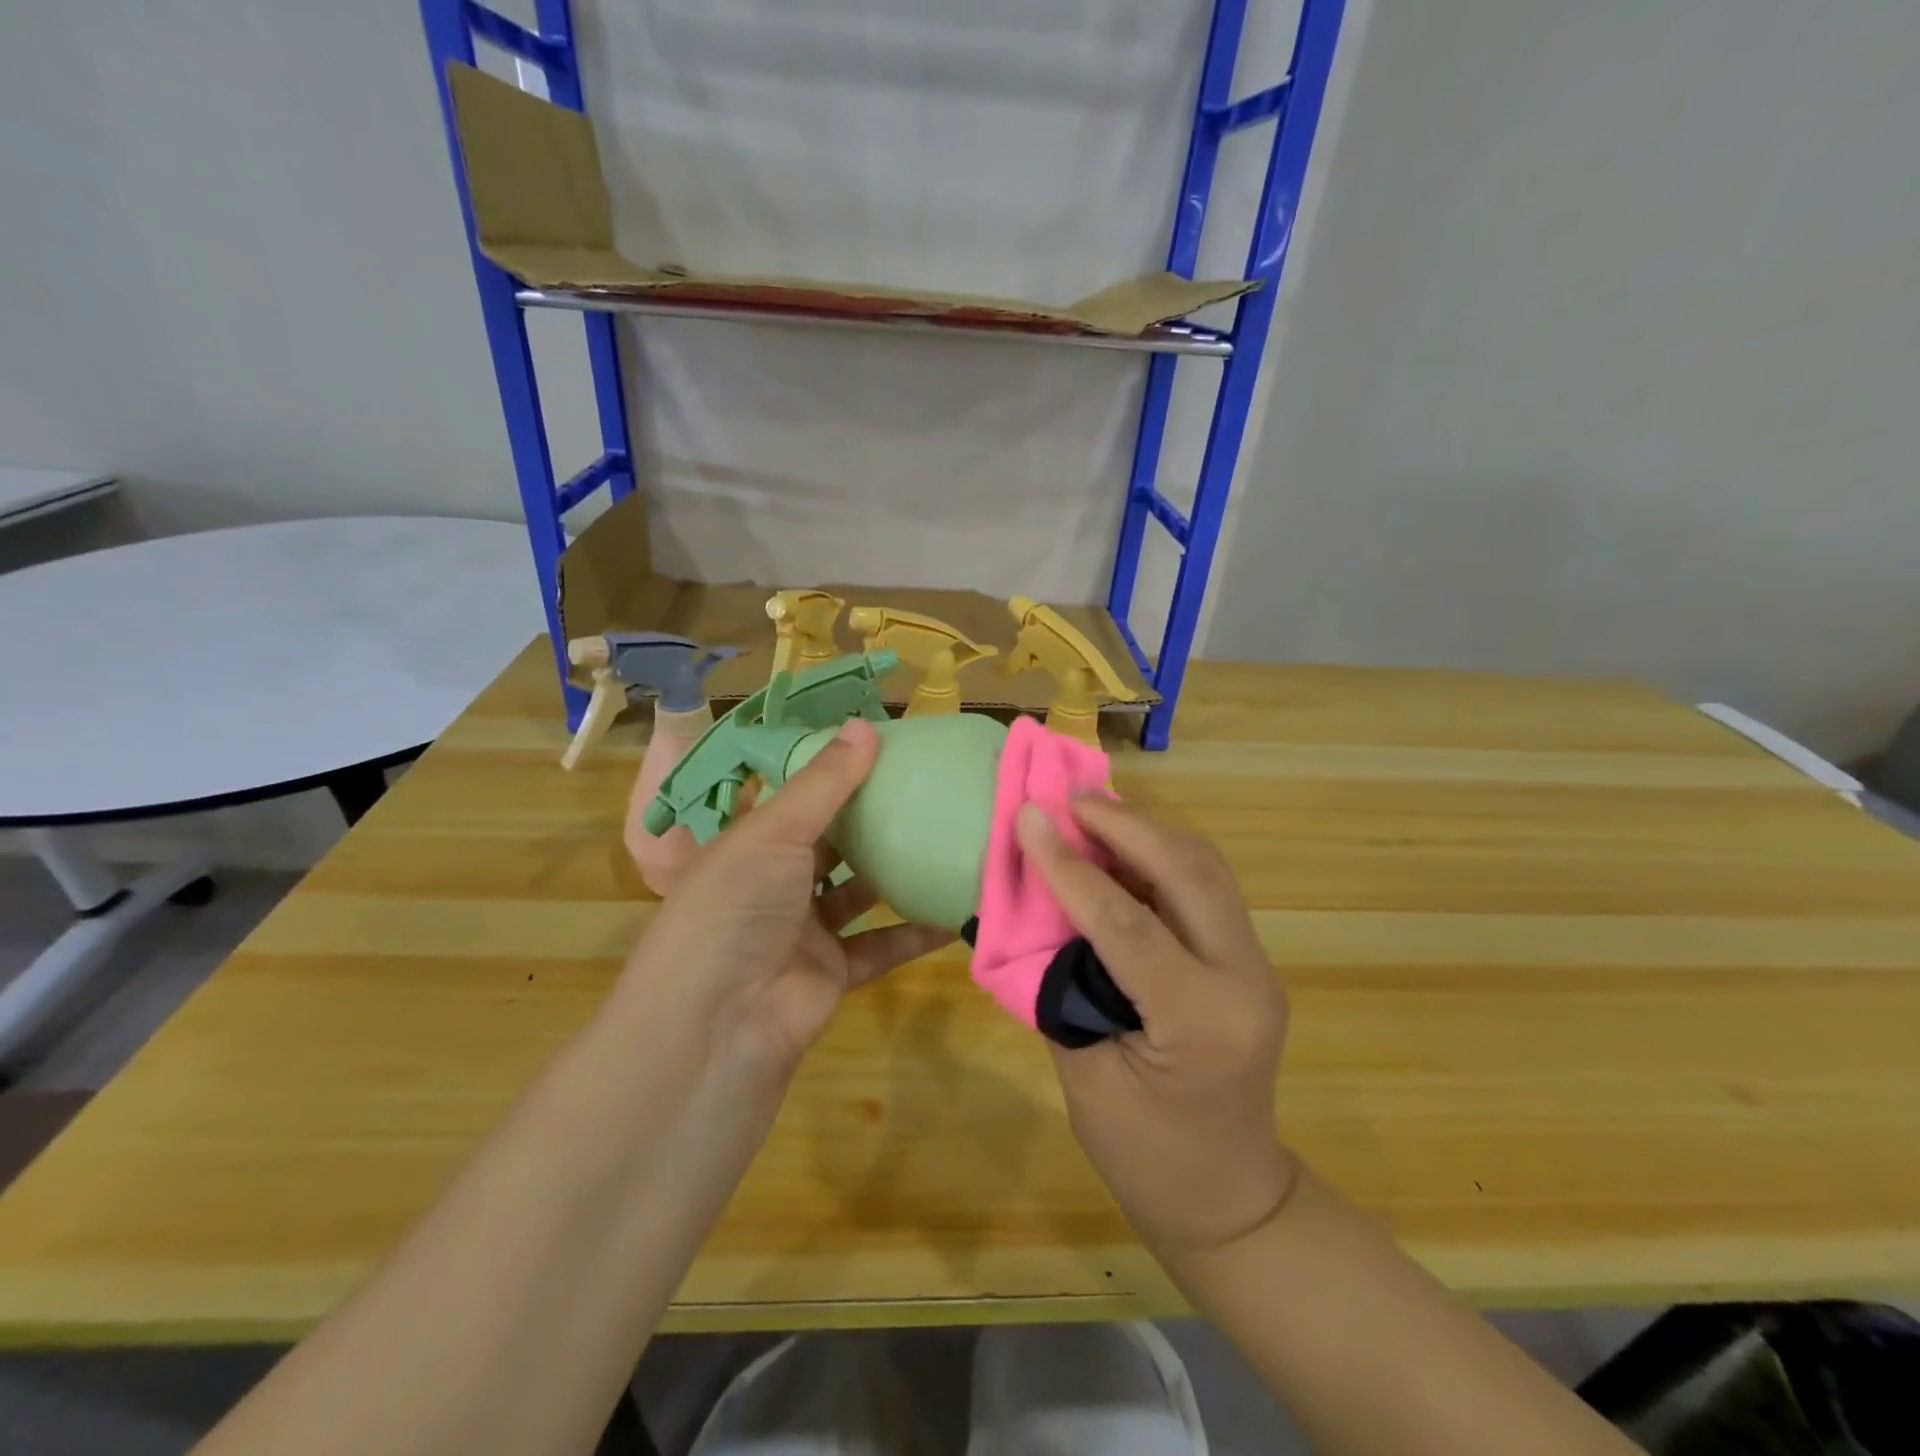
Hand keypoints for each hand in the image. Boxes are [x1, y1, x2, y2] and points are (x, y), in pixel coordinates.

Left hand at [610, 719, 952, 1076]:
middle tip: (928, 786)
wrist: (719, 1025)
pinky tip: (957, 908)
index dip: (833, 771)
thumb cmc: (735, 907)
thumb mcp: (774, 833)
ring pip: (860, 892)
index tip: (883, 746)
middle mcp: (776, 882)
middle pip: (832, 843)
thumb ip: (824, 783)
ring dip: (897, 871)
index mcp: (750, 843)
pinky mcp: (834, 971)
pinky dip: (916, 930)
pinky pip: (882, 944)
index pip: (794, 797)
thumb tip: (867, 725)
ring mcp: (805, 929)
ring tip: (948, 836)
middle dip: (873, 819)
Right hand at [1016, 797, 1296, 1254]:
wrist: (1229, 1197)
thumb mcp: (1085, 1078)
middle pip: (1188, 871)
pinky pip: (1206, 885)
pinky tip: (1122, 846)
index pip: (1127, 923)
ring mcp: (1256, 964)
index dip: (1069, 866)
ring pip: (1206, 866)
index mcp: (1200, 1021)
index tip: (1027, 817)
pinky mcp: (1248, 958)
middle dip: (1124, 823)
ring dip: (1147, 829)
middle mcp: (1243, 979)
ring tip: (1091, 811)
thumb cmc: (1146, 1157)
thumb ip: (1063, 986)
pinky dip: (1162, 853)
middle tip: (1067, 799)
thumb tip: (1038, 911)